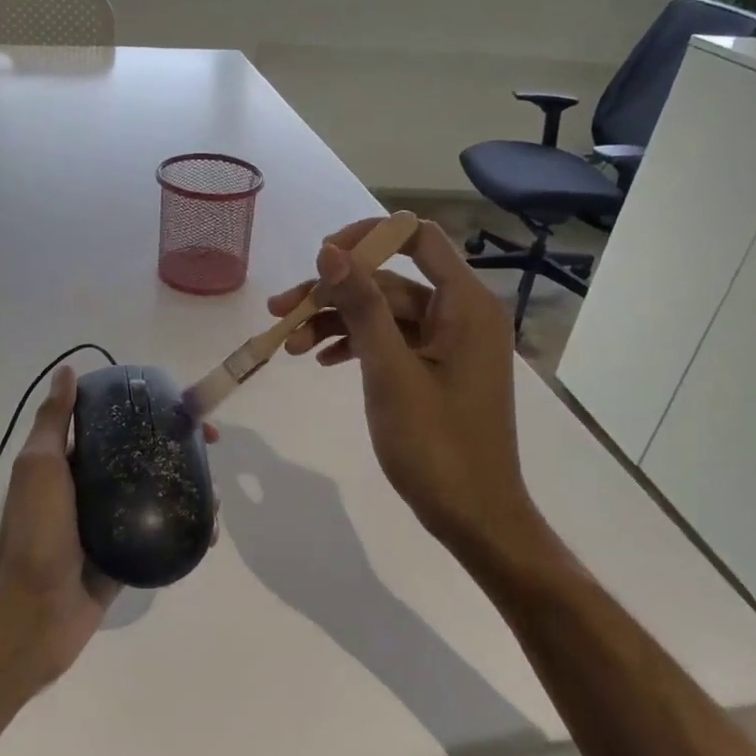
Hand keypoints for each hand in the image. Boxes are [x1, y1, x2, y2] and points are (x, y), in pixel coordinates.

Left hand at [0, 365, 216, 686]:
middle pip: (147, 457)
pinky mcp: (129, 556)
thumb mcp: (40, 466)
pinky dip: (189, 529)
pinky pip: (164, 534)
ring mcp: (114, 523)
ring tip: (215, 498)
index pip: (119, 425)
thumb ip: (55, 421)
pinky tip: (208, 531)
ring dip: (192, 489)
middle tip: (211, 450)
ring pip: (160, 495)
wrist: (31, 613)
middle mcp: (95, 488)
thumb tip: (67, 370)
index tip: (185, 410)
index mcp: (73, 462)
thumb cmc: (35, 532)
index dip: (154, 412)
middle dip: (182, 449)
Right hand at [267, 218, 535, 568]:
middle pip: (389, 282)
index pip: (416, 238)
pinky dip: (357, 346)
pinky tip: (322, 360)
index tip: (320, 259)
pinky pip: (391, 342)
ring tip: (290, 346)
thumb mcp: (390, 373)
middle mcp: (461, 314)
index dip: (366, 238)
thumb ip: (361, 307)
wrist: (475, 517)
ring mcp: (449, 344)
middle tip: (280, 312)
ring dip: (337, 323)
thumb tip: (330, 250)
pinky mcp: (436, 370)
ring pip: (384, 315)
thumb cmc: (437, 446)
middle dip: (334, 294)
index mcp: (465, 305)